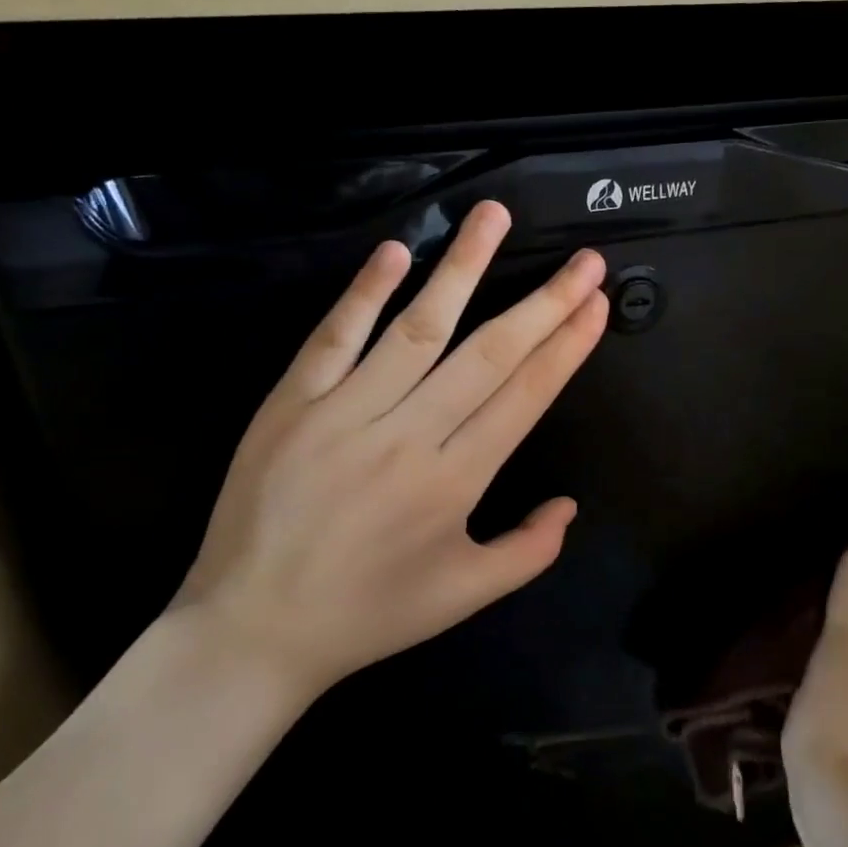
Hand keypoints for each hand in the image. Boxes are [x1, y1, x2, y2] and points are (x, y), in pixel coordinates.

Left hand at [175, 201, 608, 703]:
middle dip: (543, 302)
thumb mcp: (464, 597)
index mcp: (453, 482)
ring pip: (417, 328)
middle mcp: (408, 437)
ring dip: (461, 267)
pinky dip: (365, 292)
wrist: (252, 631)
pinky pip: (334, 338)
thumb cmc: (368, 614)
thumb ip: (528, 551)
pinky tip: (397, 251)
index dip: (566, 346)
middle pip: (488, 355)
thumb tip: (570, 503)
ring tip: (494, 215)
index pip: (525, 397)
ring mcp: (345, 413)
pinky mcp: (291, 403)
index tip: (595, 304)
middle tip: (583, 259)